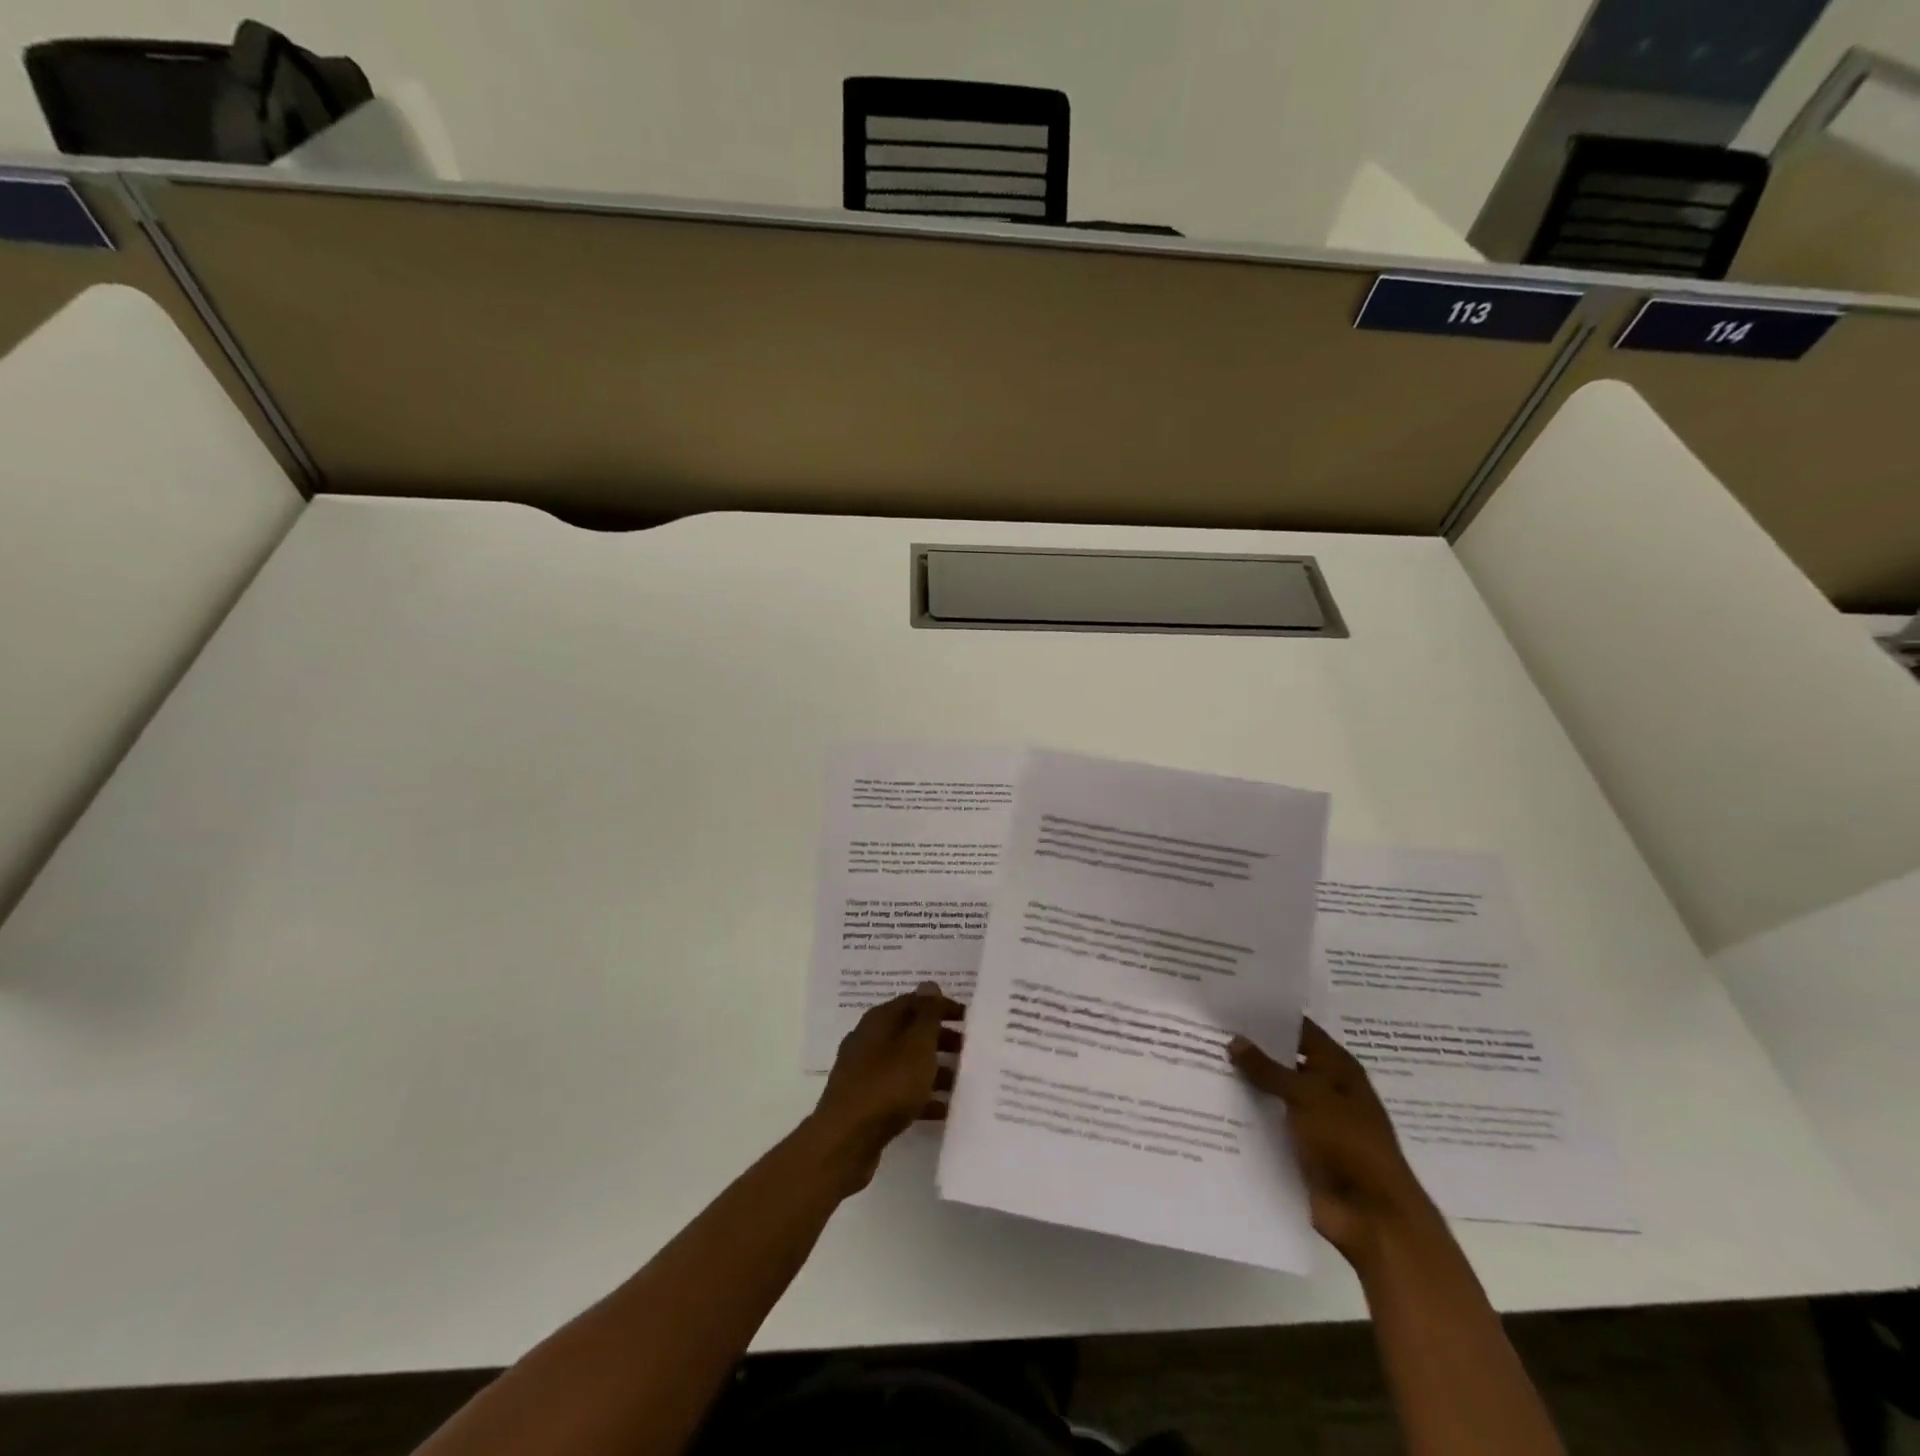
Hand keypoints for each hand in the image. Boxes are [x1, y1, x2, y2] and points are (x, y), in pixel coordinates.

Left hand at [811, 983, 963, 1191]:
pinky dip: (922, 1097)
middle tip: (970, 1051)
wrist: (846, 1140)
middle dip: (941, 1040)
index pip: (915, 1002)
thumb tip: (928, 985)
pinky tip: (944, 1111)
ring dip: (935, 1070)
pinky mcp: (866, 1103)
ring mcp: (866, 1073)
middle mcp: (870, 1041)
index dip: (942, 1007)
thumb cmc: (887, 1084)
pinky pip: (900, 1093)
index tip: (969, 1019)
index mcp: (879, 1021)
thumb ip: (926, 1015)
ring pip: (907, 1064)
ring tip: (963, 1084)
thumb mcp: (916, 1045)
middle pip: (911, 1033)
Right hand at [1230, 1018, 1435, 1268]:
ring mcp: (1310, 1121)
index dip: (1269, 1017)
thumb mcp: (1307, 1096)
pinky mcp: (1297, 1149)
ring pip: (1271, 1094)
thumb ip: (1268, 1069)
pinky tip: (1210, 1103)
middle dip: (1250, 1050)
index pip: (1299, 1030)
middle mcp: (1324, 1089)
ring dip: (1244, 1084)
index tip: (1230, 1004)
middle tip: (1205, 1031)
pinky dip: (1246, 1116)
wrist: (1372, 1217)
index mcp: (1338, 1068)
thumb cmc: (1348, 1143)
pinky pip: (1267, 1125)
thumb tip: (1234, 1040)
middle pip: (1282, 1061)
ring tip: (1199, 1062)